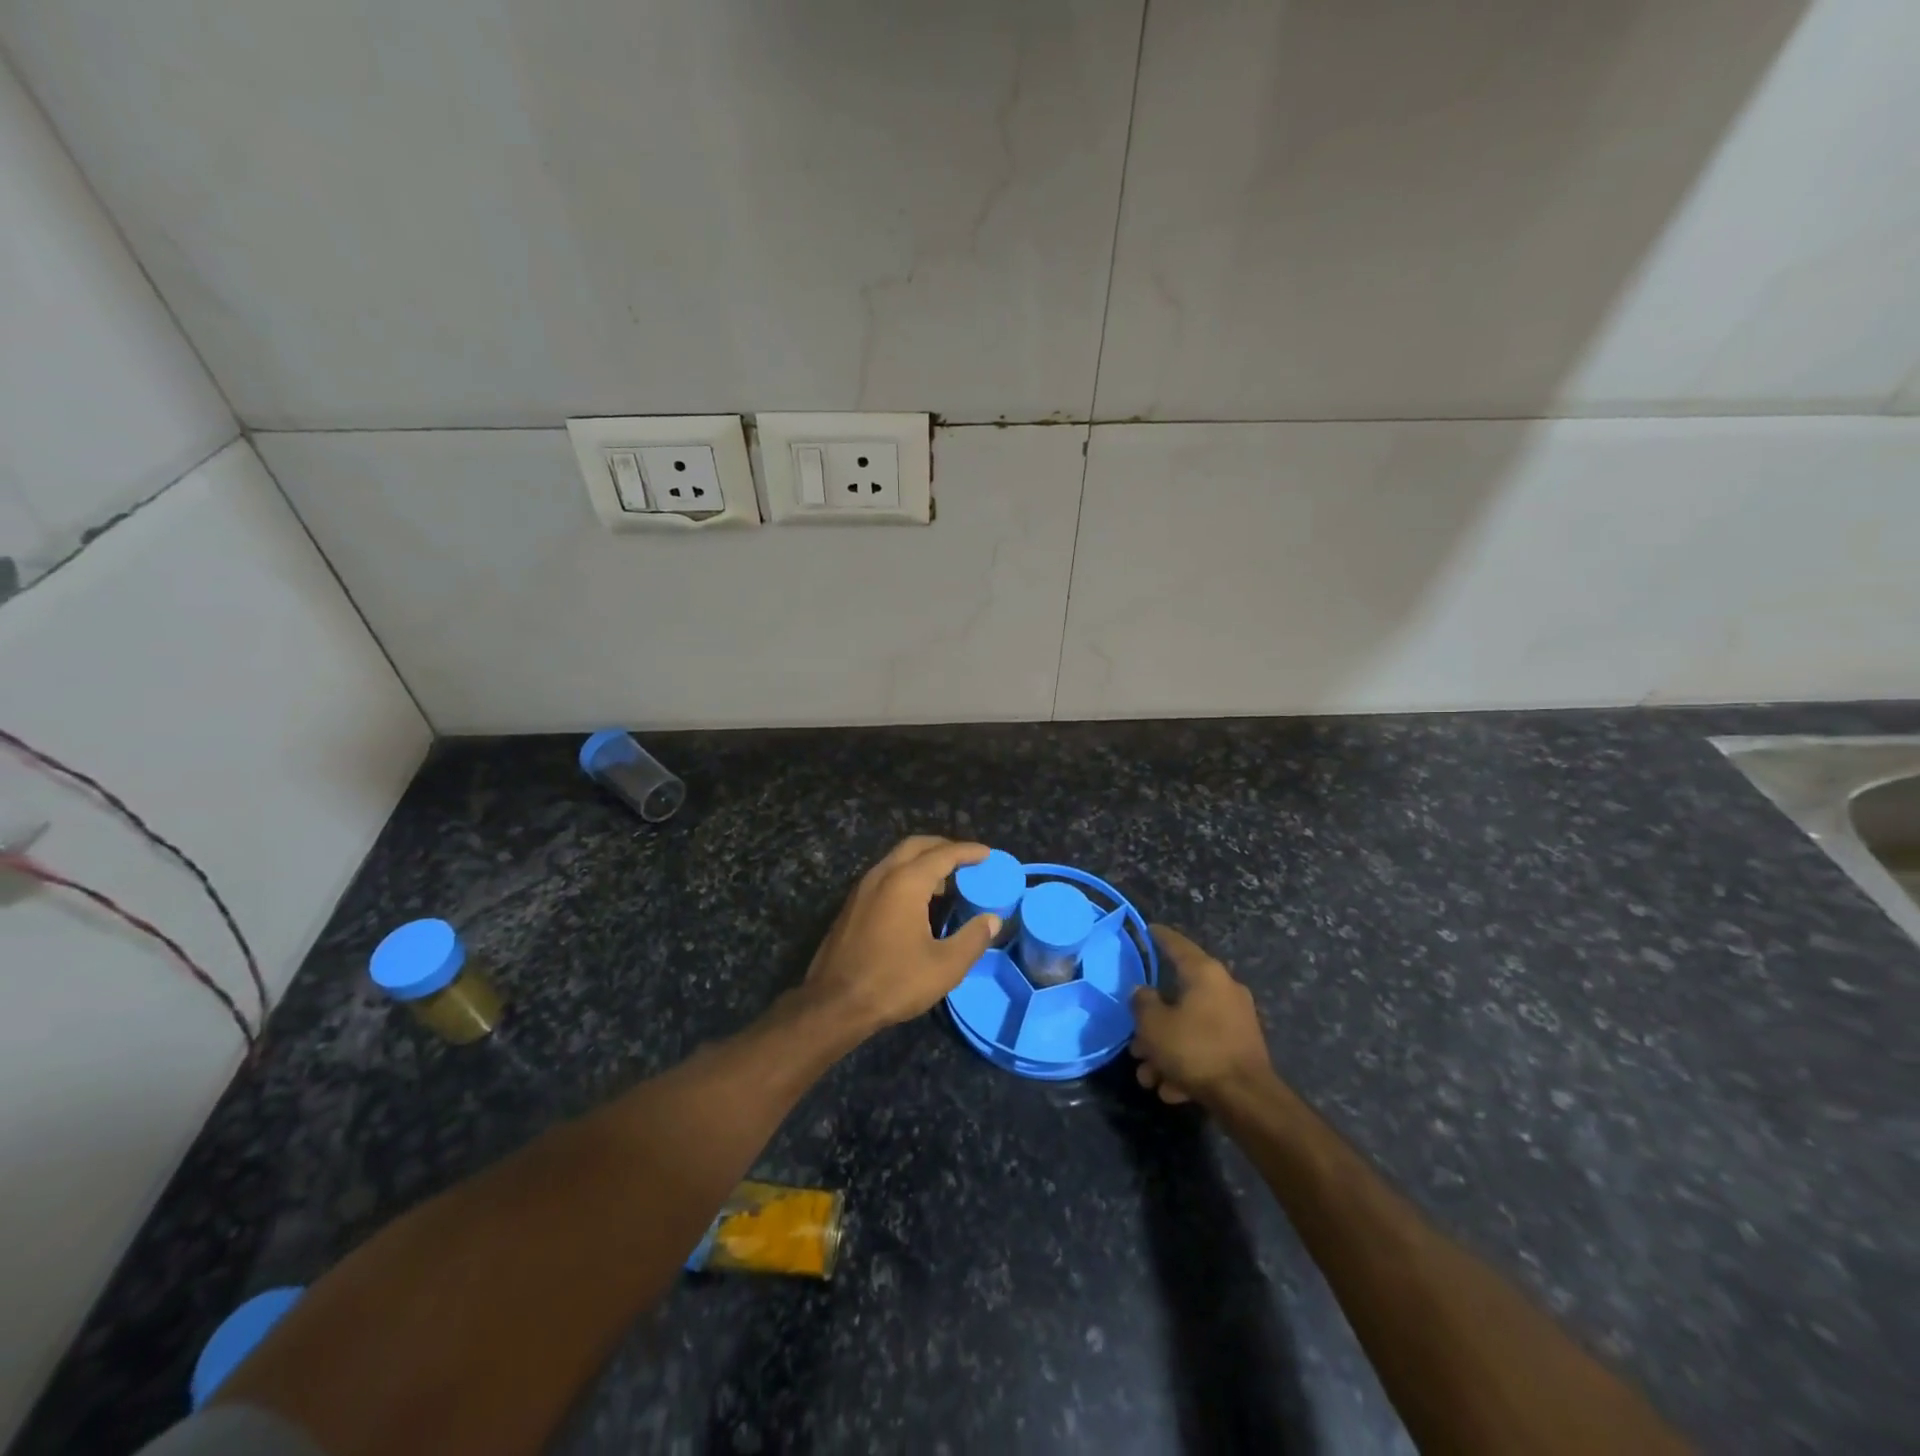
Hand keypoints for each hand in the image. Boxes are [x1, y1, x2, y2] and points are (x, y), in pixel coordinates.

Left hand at [804, 837, 1000, 1032]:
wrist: (834, 1004)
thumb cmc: (893, 982)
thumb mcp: (945, 966)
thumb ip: (973, 939)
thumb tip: (992, 919)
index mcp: (906, 882)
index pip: (943, 854)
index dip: (968, 851)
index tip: (987, 854)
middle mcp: (882, 875)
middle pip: (916, 846)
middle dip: (943, 847)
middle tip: (967, 860)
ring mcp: (862, 889)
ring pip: (896, 859)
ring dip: (922, 861)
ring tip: (946, 882)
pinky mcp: (851, 906)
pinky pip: (884, 876)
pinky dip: (906, 876)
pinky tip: (917, 902)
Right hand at [1130, 926, 1274, 1105]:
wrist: (1246, 1099)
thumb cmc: (1195, 1049)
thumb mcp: (1154, 1025)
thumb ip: (1142, 1003)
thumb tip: (1143, 993)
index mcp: (1205, 974)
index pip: (1178, 945)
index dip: (1160, 937)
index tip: (1149, 929)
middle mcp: (1224, 989)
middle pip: (1179, 996)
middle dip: (1152, 1024)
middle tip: (1135, 1044)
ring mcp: (1236, 1019)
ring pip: (1190, 1027)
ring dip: (1166, 1050)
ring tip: (1148, 1077)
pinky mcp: (1242, 1048)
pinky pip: (1205, 1048)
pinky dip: (1186, 1064)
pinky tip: (1170, 1090)